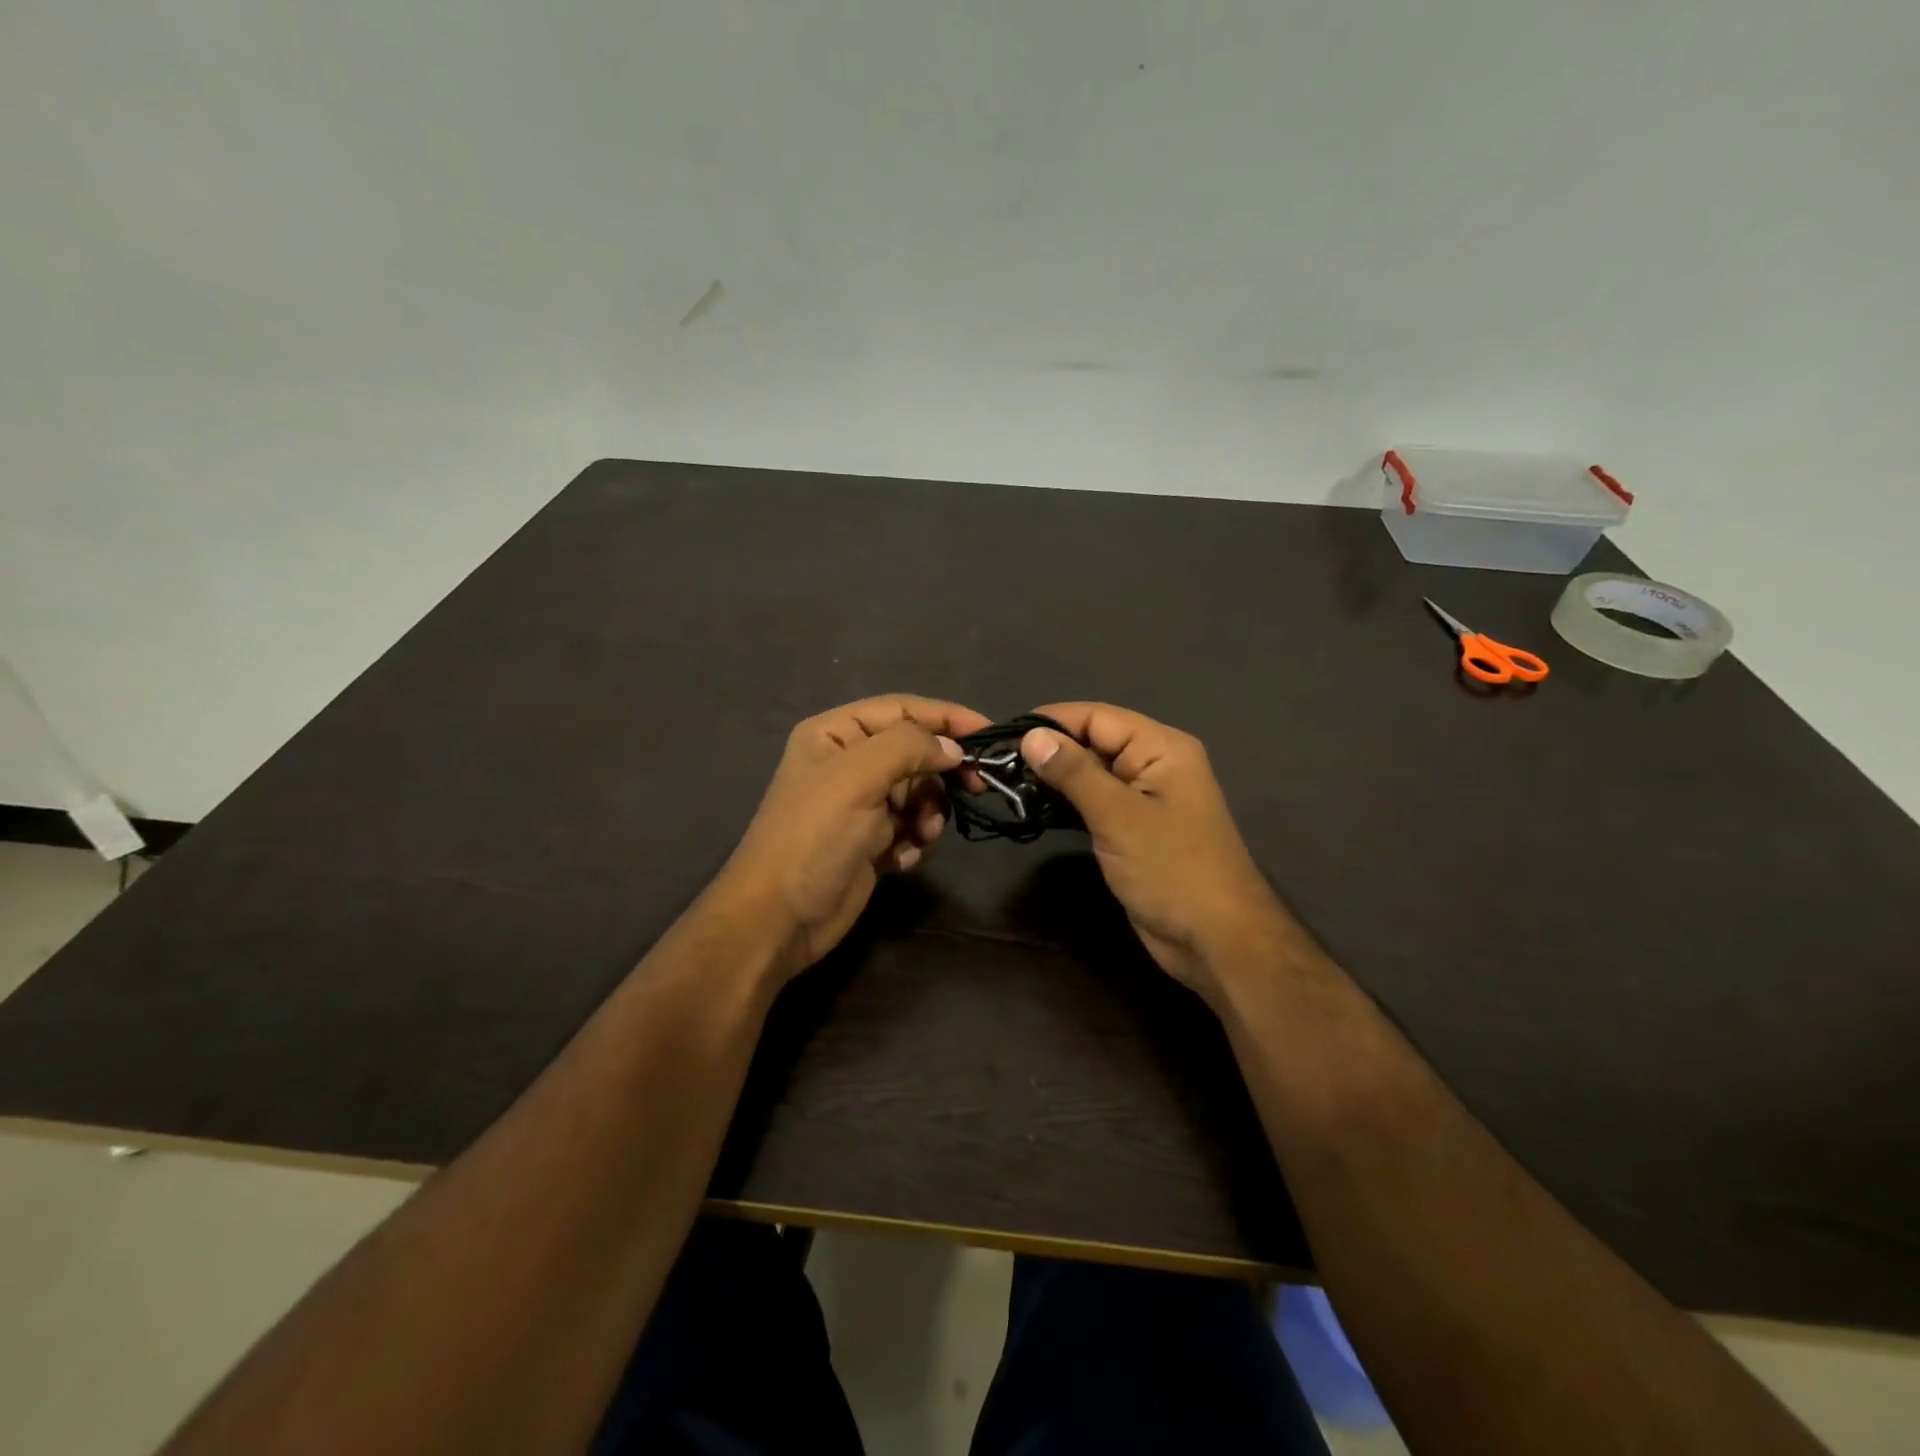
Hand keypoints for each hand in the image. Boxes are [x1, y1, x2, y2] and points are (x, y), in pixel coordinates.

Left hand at [713, 695, 990, 981]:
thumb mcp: (857, 777)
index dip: (946, 716)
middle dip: (940, 773)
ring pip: (920, 793)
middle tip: (975, 788)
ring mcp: (861, 805)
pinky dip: (915, 840)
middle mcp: (849, 763)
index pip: (901, 709)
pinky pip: (912, 827)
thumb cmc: (815, 837)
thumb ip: (909, 747)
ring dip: (929, 813)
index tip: (988, 734)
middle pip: (915, 752)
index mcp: (835, 734)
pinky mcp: (872, 842)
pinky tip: (901, 859)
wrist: (780, 919)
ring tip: (920, 836)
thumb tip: (953, 747)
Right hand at [1020, 703, 1289, 1004]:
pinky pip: (1095, 803)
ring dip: (1054, 780)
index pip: (1096, 717)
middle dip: (1048, 751)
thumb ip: (1074, 772)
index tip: (1002, 735)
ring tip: (1006, 786)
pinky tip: (1034, 809)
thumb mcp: (1118, 815)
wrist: (1215, 940)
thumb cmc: (1171, 869)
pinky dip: (1067, 804)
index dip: (1051, 722)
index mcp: (1161, 747)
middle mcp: (1153, 764)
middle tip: (997, 766)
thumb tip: (1031, 735)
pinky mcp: (1133, 829)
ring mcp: (1144, 799)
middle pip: (1093, 742)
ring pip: (1090, 775)